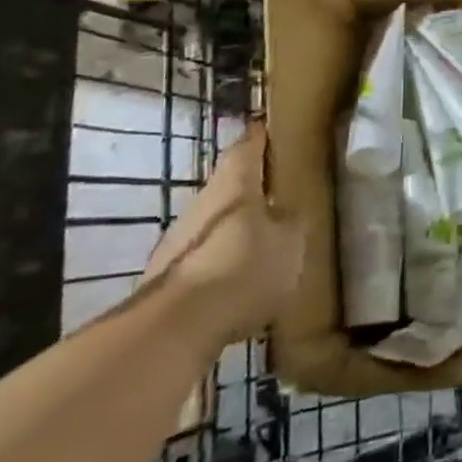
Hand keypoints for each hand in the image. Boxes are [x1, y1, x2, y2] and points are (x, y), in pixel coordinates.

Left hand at [140, 125, 304, 354]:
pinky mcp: (168, 275)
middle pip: (230, 186)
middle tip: (281, 195)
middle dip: (253, 189)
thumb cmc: (243, 269)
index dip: (262, 138)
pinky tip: (242, 283)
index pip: (248, 146)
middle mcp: (202, 202)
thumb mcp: (291, 243)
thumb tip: (289, 212)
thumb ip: (293, 221)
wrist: (175, 328)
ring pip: (216, 222)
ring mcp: (179, 239)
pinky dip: (223, 262)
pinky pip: (205, 257)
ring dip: (238, 229)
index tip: (276, 133)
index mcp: (234, 184)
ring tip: (266, 245)